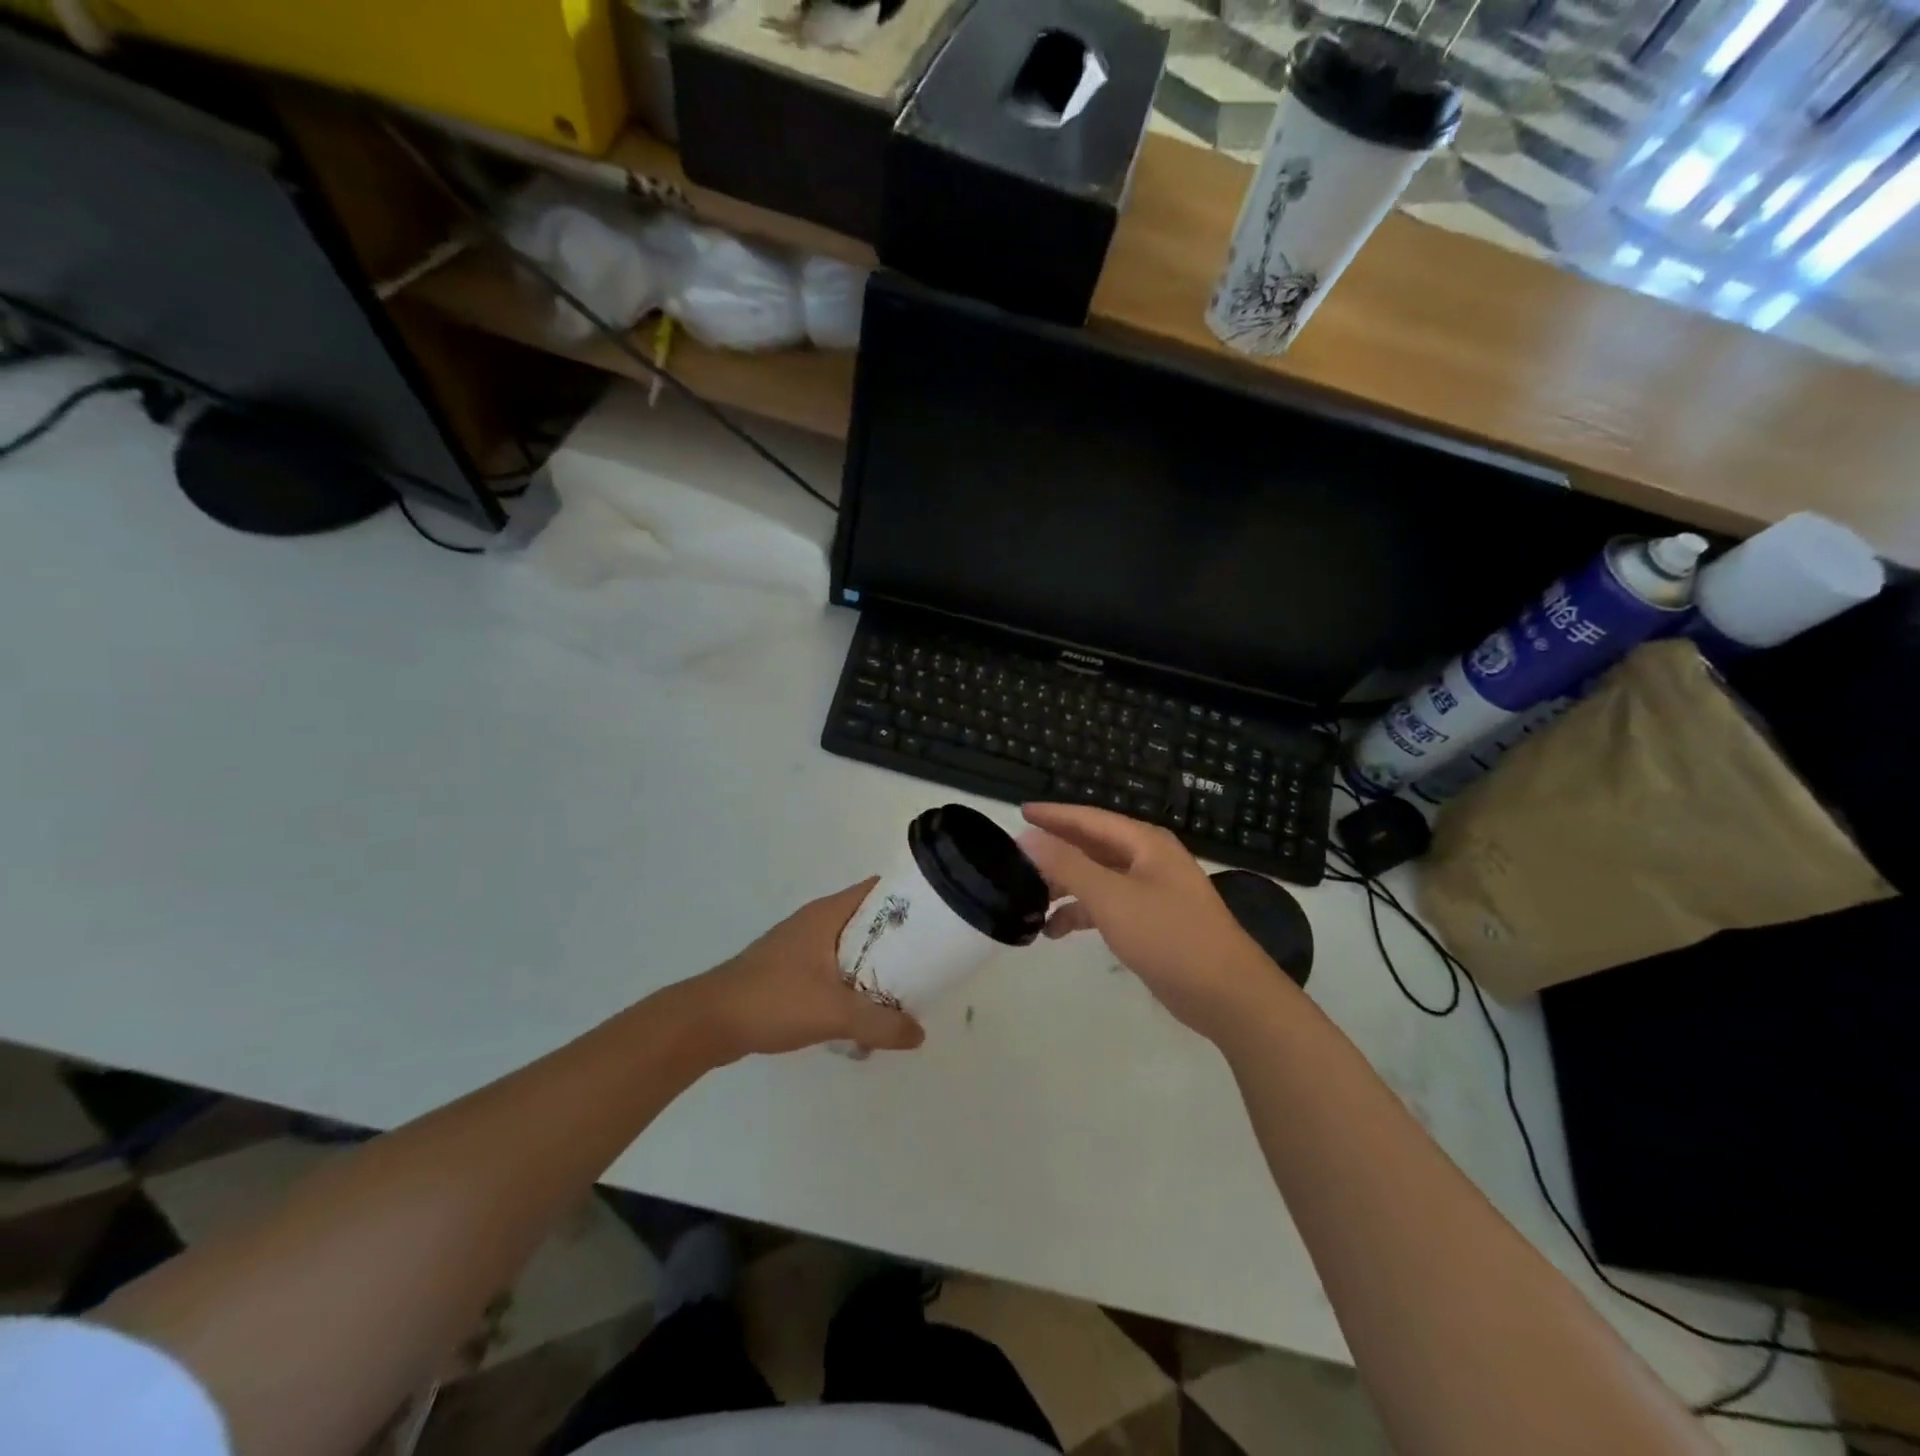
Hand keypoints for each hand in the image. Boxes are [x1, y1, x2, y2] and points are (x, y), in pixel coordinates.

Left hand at [686, 879, 925, 1061]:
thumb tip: (919, 1034)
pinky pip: (831, 968)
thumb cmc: (773, 1001)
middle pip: (867, 921)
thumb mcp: (834, 1013)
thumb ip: (880, 1024)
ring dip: (873, 965)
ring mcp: (798, 946)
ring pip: (849, 947)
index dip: (907, 898)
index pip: (876, 891)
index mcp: (827, 915)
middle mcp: (815, 923)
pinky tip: (860, 1011)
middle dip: (896, 939)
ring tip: (902, 988)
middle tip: (927, 960)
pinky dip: (850, 982)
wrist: (708, 1023)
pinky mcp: (787, 971)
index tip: (936, 917)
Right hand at [1019, 803, 1294, 1041]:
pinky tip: (1055, 931)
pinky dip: (1082, 913)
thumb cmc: (1170, 937)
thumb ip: (1068, 865)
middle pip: (1092, 846)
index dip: (1053, 815)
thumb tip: (1027, 837)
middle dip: (1055, 852)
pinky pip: (1108, 905)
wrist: (1228, 995)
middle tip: (1016, 859)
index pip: (1089, 819)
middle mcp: (1148, 860)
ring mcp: (1152, 891)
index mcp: (1144, 843)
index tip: (1019, 813)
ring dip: (1066, 886)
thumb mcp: (1112, 898)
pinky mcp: (1152, 922)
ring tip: (1028, 899)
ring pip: (1098, 877)